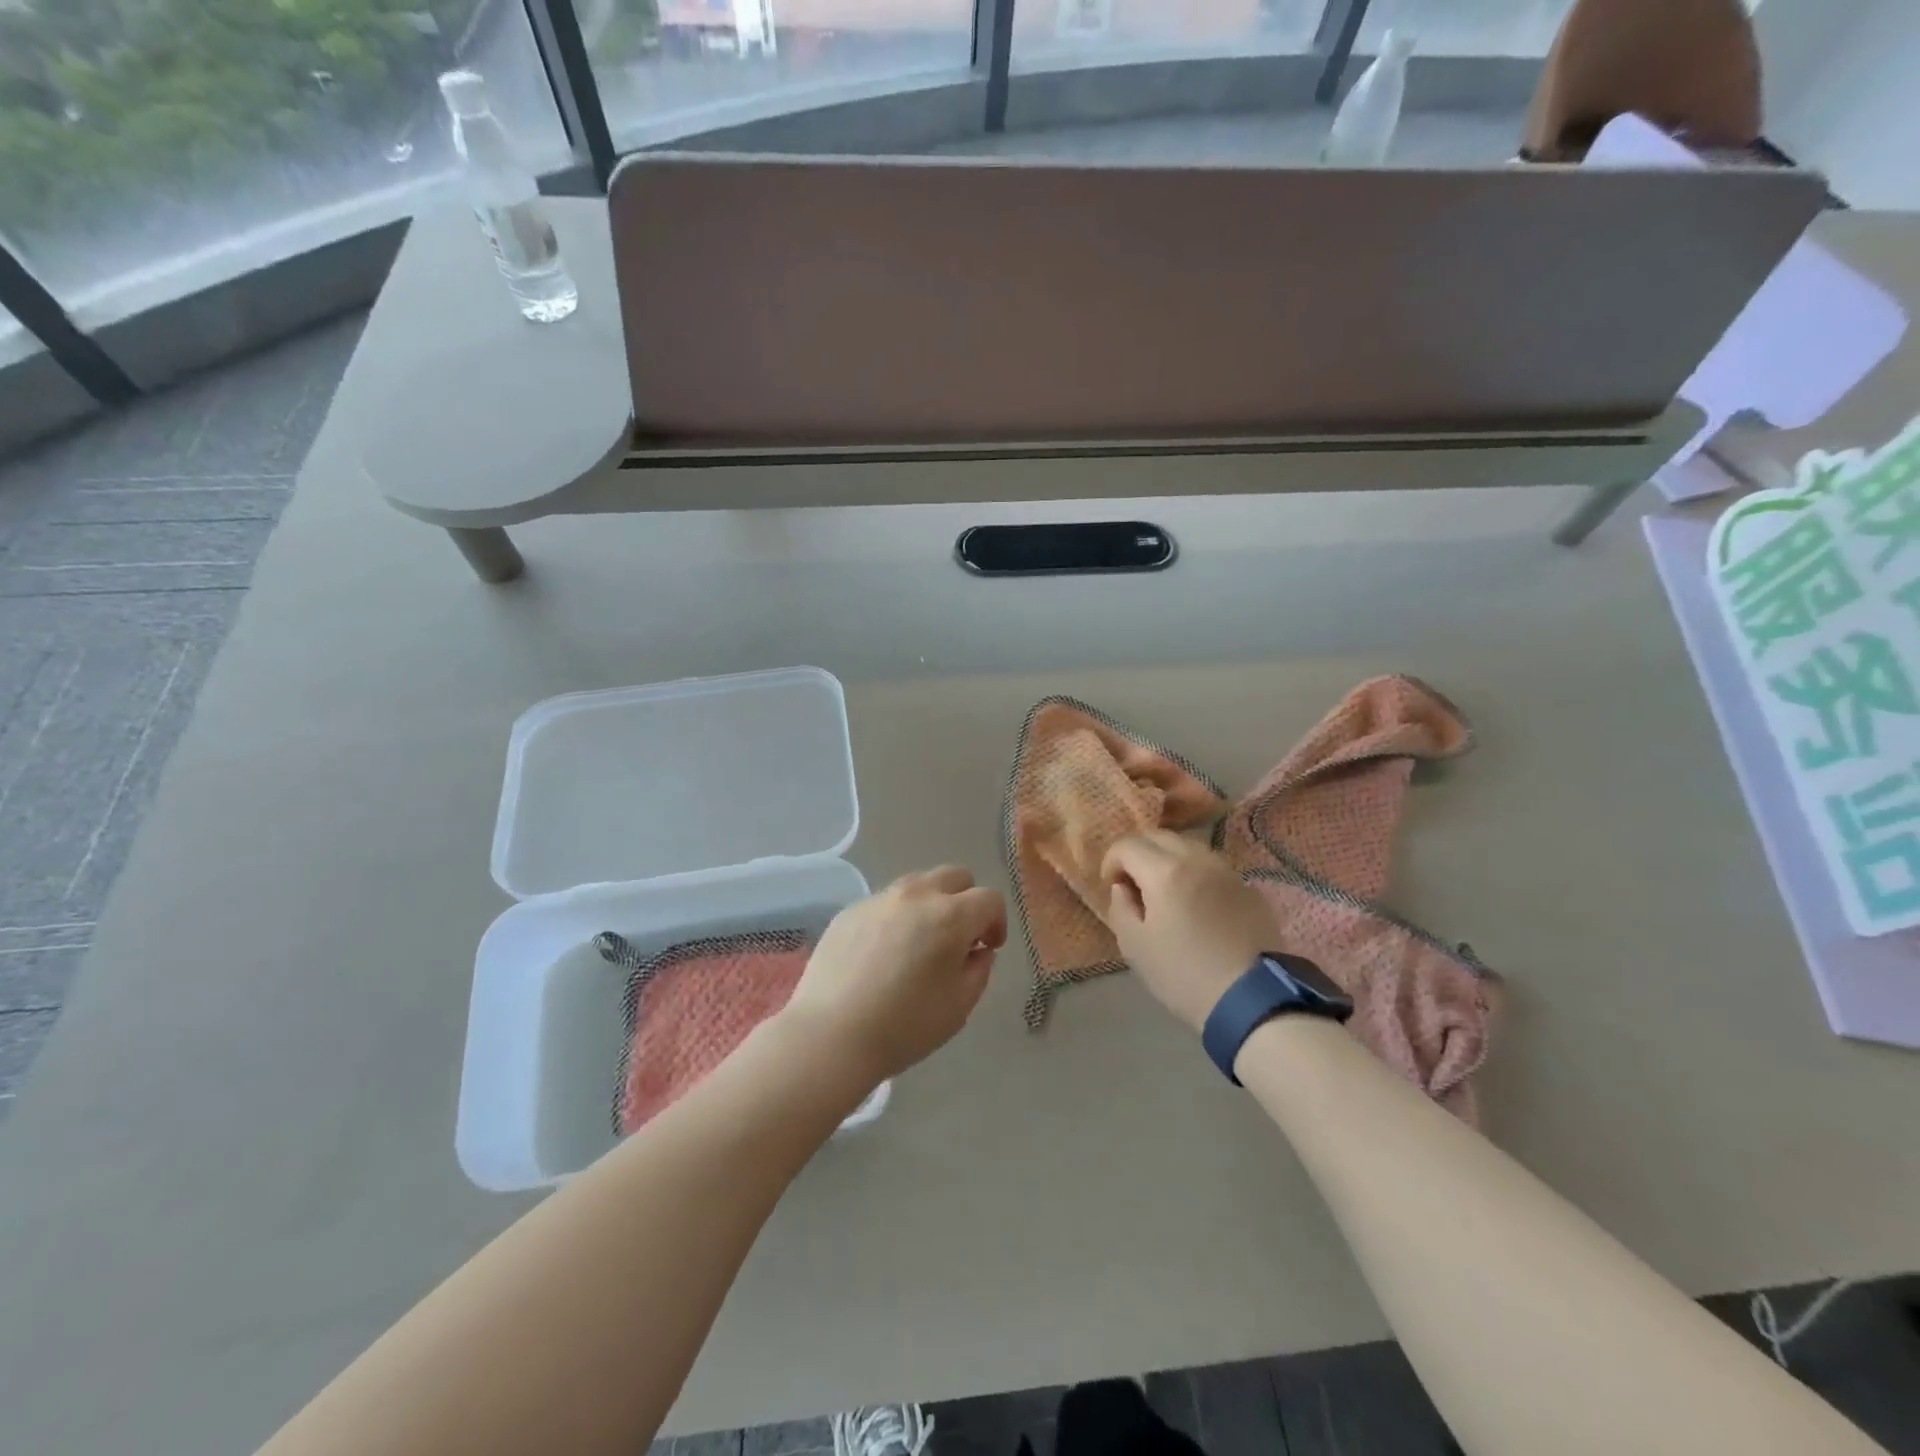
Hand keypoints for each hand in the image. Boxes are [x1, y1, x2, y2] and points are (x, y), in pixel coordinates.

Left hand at [782, 866, 1006, 1083]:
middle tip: (960, 937)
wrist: (831, 1035)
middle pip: (955, 876)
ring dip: (931, 904)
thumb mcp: (959, 1007)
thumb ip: (979, 970)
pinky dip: (896, 918)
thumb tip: (978, 951)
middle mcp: (916, 895)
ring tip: (920, 943)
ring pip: (918, 884)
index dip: (996, 922)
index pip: (989, 899)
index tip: (988, 948)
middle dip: (966, 901)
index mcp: (950, 916)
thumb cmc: (904, 1026)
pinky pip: (885, 902)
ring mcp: (879, 899)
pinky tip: (884, 954)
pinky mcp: (850, 910)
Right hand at [1101, 830, 1283, 1033]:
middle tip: (1133, 883)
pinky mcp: (1249, 889)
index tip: (1110, 884)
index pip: (1128, 845)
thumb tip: (1123, 887)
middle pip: (1160, 837)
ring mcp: (1228, 872)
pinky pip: (1213, 868)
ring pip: (1189, 848)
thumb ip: (1121, 907)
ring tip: (1164, 890)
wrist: (1253, 1001)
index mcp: (1165, 872)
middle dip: (1138, 853)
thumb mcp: (1135, 947)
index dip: (1111, 860)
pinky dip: (1195, 873)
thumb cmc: (1184, 975)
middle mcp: (1198, 860)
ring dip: (1168, 859)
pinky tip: (1195, 903)